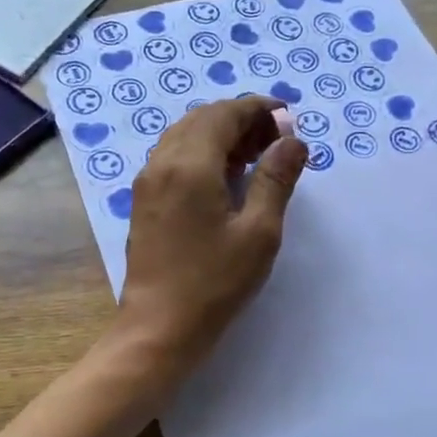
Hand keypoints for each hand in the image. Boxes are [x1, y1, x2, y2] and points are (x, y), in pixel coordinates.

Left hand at [115, 95, 306, 365]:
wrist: (159, 326)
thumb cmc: (215, 282)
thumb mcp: (259, 232)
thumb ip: (276, 179)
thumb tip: (293, 140)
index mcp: (190, 165)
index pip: (224, 115)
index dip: (257, 109)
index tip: (287, 116)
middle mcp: (162, 163)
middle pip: (202, 119)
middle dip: (241, 119)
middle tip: (277, 139)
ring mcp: (148, 182)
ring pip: (185, 136)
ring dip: (221, 134)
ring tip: (257, 155)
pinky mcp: (144, 201)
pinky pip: (174, 157)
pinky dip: (202, 152)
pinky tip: (226, 176)